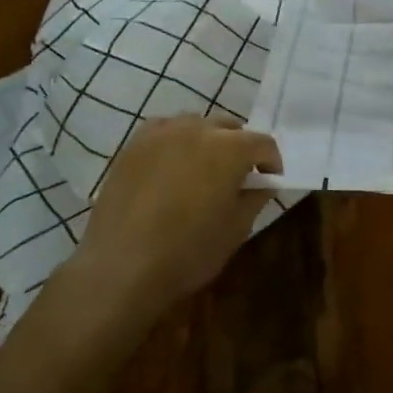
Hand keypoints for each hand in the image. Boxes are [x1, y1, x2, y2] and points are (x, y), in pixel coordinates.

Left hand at [40, 115, 282, 339]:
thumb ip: (255, 198)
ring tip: (204, 168)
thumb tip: (263, 183)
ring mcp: (161, 134)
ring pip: (195, 124)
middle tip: (238, 176)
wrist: (121, 267)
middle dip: (240, 147)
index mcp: (229, 149)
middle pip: (229, 128)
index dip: (272, 162)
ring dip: (208, 140)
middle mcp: (197, 130)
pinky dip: (175, 140)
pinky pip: (163, 130)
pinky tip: (172, 163)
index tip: (270, 181)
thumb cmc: (188, 252)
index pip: (263, 143)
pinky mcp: (133, 146)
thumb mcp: (236, 229)